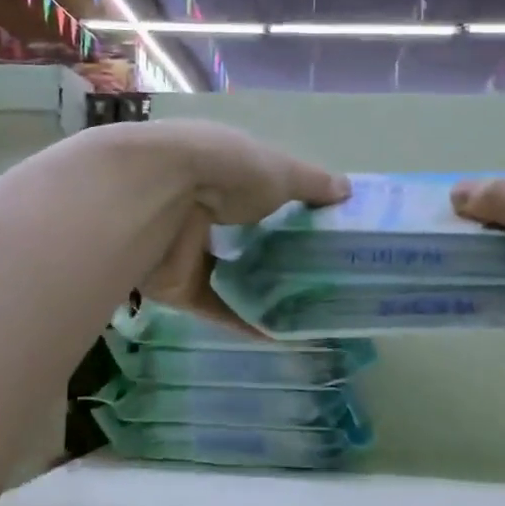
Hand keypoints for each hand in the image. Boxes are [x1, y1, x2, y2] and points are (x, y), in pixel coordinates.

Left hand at [138, 121, 348, 329]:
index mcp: (223, 170)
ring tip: (307, 309)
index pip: (260, 190)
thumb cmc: (225, 170)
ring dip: (261, 291)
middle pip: (245, 236)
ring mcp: (188, 248)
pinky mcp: (177, 285)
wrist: (157, 196)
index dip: (289, 207)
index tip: (322, 231)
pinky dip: (245, 321)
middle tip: (320, 276)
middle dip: (277, 254)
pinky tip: (281, 335)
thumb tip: (347, 190)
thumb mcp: (280, 170)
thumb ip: (313, 184)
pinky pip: (216, 307)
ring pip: (229, 275)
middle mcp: (203, 207)